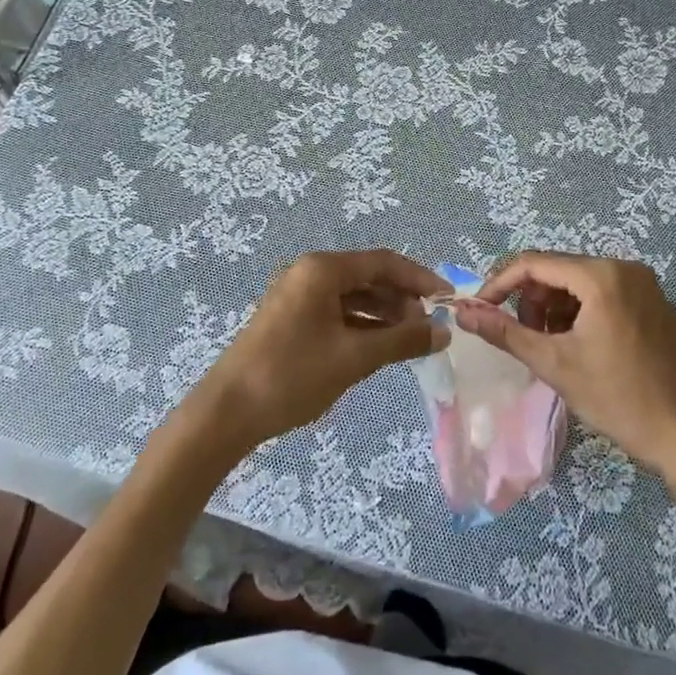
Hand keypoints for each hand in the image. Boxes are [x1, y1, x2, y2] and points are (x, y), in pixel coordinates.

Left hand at [177, 249, 443, 455]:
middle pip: (368, 276)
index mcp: (322, 270)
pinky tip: (380, 346)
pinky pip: (336, 311)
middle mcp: (309, 273)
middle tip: (429, 328)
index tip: (448, 301)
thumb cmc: (292, 376)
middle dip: (402, 299)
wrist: (227, 412)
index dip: (420, 279)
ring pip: (353, 295)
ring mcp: (297, 295)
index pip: (383, 262)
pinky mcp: (291, 318)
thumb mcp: (354, 358)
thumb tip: (443, 331)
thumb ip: (402, 340)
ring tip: (411, 340)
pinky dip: (361, 325)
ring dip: (383, 314)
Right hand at [452, 252, 675, 488]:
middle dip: (531, 302)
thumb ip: (505, 332)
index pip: (533, 263)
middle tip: (524, 340)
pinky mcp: (653, 305)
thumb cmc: (622, 398)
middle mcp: (624, 268)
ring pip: (577, 285)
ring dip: (554, 311)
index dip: (499, 284)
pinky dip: (579, 316)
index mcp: (601, 275)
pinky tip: (579, 350)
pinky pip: (601, 296)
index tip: (479, 312)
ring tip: (552, 351)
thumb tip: (462, 312)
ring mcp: (643, 286)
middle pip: (556, 271)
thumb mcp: (556, 364)